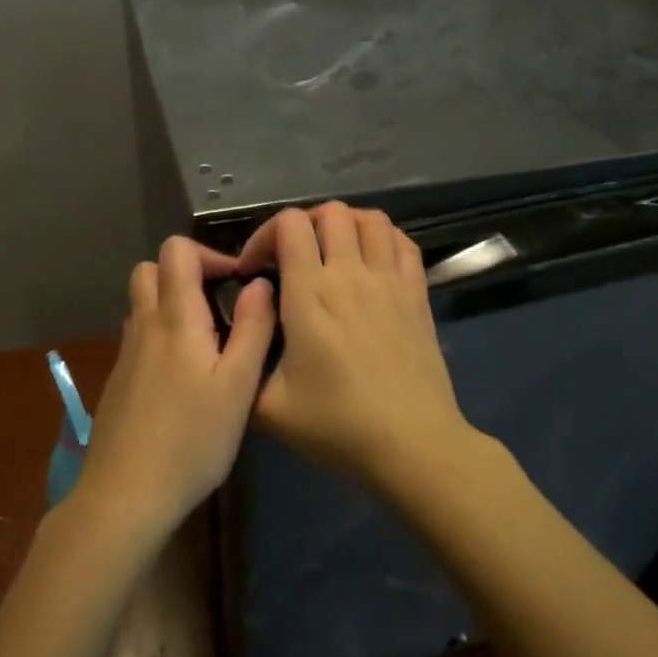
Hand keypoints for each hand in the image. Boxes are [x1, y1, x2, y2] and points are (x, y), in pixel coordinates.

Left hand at [76, 236, 275, 538]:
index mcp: (174, 318)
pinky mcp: (119, 379)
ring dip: (173, 303)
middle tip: (220, 304)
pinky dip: (162, 333)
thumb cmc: (192, 439)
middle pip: (150, 269)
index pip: (176, 250)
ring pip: (143, 303)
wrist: (126, 493)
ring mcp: (126, 353)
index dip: (209, 254)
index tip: (238, 282)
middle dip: (186, 273)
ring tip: (209, 340)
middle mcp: (144, 325)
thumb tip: (260, 284)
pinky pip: (140, 335)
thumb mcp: (238, 386)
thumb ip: (253, 328)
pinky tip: (186, 376)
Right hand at [238, 204, 477, 485]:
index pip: (289, 225)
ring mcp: (390, 281)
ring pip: (371, 219)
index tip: (255, 270)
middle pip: (331, 212)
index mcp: (310, 295)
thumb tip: (239, 334)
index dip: (265, 235)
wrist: (411, 444)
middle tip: (292, 259)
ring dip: (346, 225)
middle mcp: (351, 274)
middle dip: (303, 225)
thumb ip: (244, 364)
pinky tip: (371, 262)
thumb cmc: (337, 426)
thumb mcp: (269, 408)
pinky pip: (404, 243)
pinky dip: (384, 239)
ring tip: (331, 253)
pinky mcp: (418, 294)